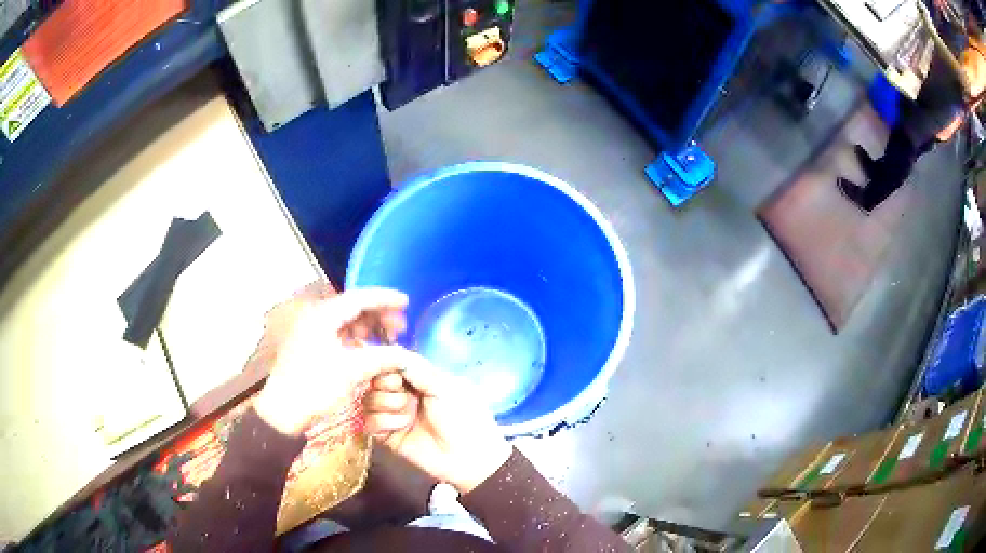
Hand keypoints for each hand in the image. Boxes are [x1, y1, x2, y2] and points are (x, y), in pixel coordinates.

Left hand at [252, 285, 413, 435]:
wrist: (283, 411)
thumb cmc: (314, 387)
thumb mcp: (351, 371)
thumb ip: (381, 357)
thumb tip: (405, 354)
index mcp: (322, 316)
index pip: (359, 298)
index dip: (385, 298)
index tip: (406, 301)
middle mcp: (316, 317)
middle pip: (353, 307)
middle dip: (378, 314)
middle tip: (400, 325)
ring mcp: (311, 331)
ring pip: (346, 321)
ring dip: (368, 326)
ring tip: (389, 337)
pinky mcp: (311, 345)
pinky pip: (339, 333)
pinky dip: (357, 337)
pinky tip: (369, 348)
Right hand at [363, 355, 511, 493]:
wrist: (468, 456)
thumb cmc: (464, 416)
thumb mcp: (445, 386)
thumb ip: (417, 369)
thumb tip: (392, 351)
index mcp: (419, 379)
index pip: (391, 364)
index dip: (386, 364)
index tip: (394, 371)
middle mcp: (403, 394)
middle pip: (375, 380)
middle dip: (385, 384)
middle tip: (402, 393)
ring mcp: (393, 415)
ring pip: (369, 399)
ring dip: (386, 403)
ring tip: (407, 414)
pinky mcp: (386, 436)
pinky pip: (369, 422)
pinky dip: (382, 421)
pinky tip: (401, 426)